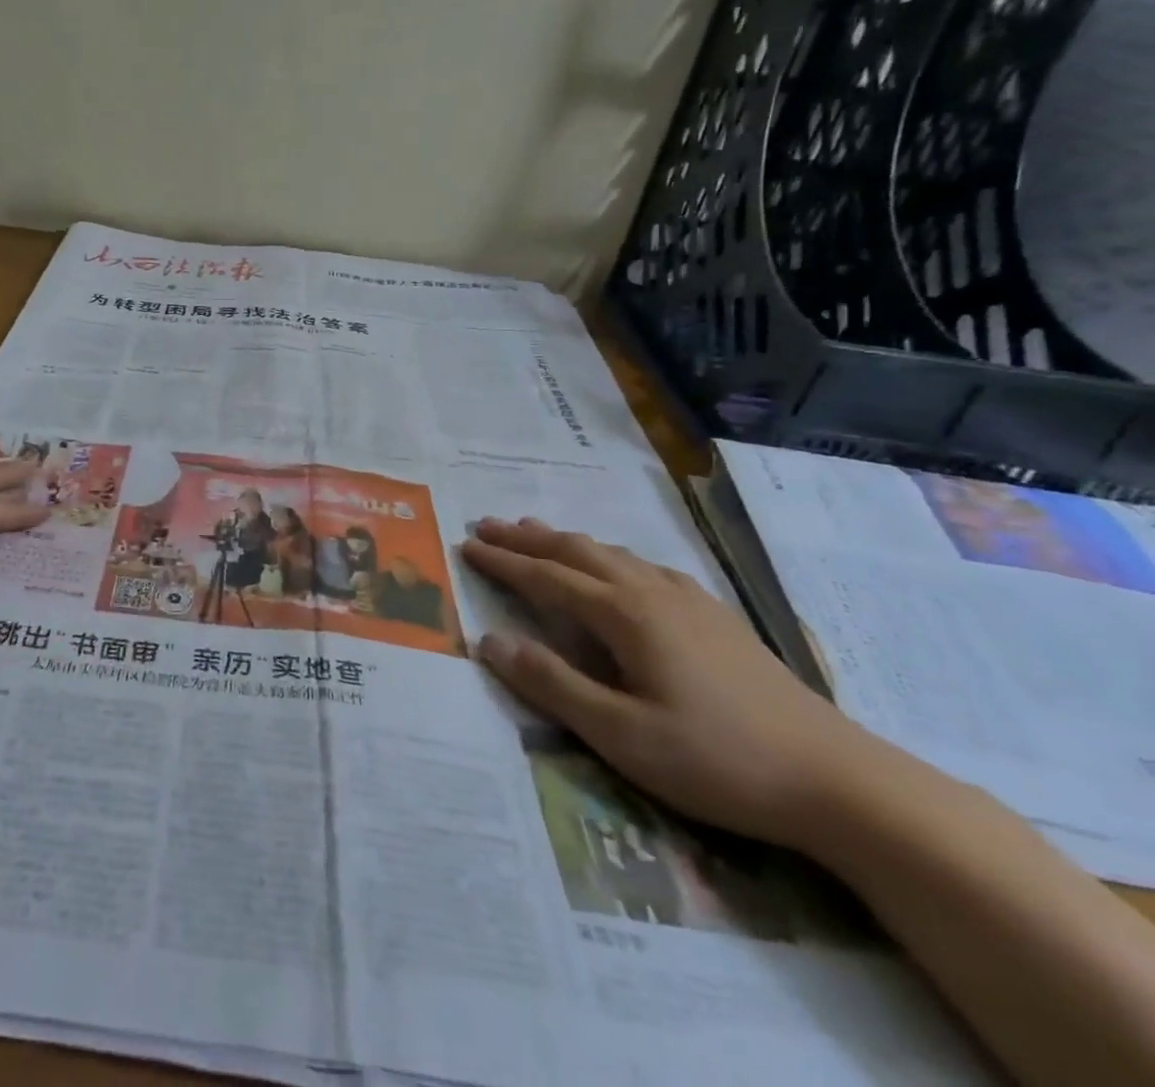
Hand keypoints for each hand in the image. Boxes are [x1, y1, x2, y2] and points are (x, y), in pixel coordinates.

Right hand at [463, 517, 884, 849]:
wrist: (840, 781)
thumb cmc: (718, 760)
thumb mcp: (621, 735)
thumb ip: (552, 684)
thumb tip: (489, 641)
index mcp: (625, 615)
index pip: (547, 577)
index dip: (503, 561)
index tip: (466, 544)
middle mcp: (652, 593)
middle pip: (577, 551)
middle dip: (528, 538)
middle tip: (489, 526)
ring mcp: (690, 601)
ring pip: (614, 553)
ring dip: (568, 541)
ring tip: (539, 533)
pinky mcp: (718, 618)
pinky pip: (647, 567)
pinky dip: (612, 556)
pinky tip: (621, 568)